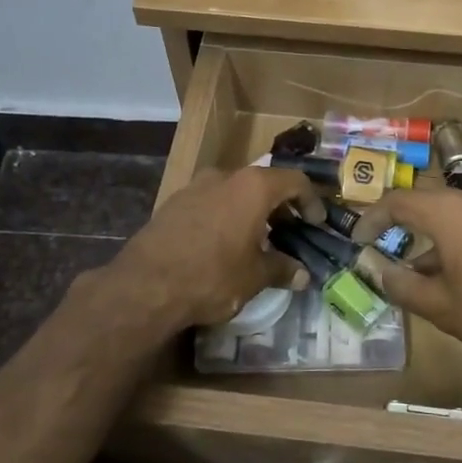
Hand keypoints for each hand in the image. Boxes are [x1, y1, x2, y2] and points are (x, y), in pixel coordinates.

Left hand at [110, 167, 325, 331]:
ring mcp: (195, 187)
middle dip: (280, 206)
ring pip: (234, 192)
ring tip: (257, 240)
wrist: (146, 285)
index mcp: (253, 187)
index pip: (294, 180)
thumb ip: (282, 269)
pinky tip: (223, 245)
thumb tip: (302, 275)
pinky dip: (225, 216)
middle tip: (290, 231)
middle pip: (262, 183)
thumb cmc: (212, 275)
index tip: (316, 223)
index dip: (311, 200)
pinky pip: (210, 203)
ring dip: (250, 211)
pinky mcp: (172, 203)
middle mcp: (225, 177)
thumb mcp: (255, 276)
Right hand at [350, 187, 461, 368]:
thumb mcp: (440, 305)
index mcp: (446, 213)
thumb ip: (401, 285)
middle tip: (380, 246)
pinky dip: (451, 241)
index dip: (371, 219)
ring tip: (414, 271)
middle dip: (398, 224)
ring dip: (426, 236)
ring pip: (449, 215)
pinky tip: (454, 275)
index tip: (358, 240)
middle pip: (423, 202)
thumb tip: (374, 270)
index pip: (396, 202)